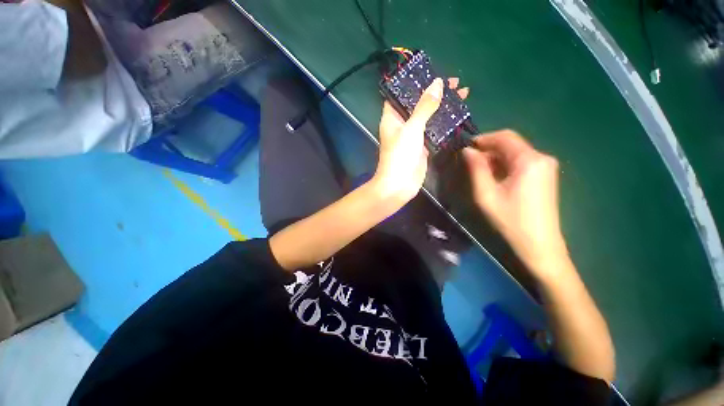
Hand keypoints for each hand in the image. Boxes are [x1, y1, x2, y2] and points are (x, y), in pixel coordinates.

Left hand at [372, 77, 468, 205]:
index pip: (401, 94)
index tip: (432, 73)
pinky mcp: (422, 146)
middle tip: (455, 83)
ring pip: (428, 117)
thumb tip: (437, 83)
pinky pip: (434, 130)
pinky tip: (457, 115)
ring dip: (442, 107)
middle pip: (418, 104)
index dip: (414, 83)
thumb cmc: (400, 155)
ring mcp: (412, 136)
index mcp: (392, 117)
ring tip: (462, 94)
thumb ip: (424, 107)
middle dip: (434, 93)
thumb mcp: (412, 128)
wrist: (399, 185)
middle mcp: (401, 124)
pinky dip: (444, 123)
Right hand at [462, 130, 567, 277]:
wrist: (539, 245)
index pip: (504, 137)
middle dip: (488, 149)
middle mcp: (541, 158)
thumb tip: (467, 151)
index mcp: (528, 160)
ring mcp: (546, 167)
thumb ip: (476, 169)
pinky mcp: (545, 176)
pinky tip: (494, 177)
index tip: (466, 147)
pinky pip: (522, 162)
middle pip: (511, 143)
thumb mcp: (486, 194)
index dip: (483, 139)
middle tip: (469, 161)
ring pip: (516, 153)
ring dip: (495, 157)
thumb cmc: (510, 219)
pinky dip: (505, 165)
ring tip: (478, 170)